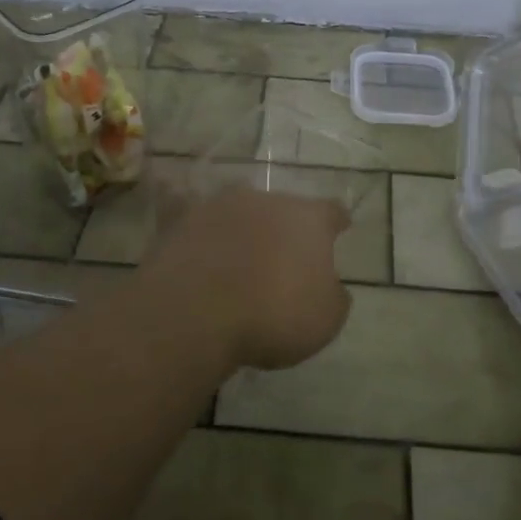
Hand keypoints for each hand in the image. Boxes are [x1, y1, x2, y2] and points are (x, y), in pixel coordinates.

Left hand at [143, 187, 352, 370]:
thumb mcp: (326, 319)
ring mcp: (221, 206)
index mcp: (309, 219)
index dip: (336, 223)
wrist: (196, 312)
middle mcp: (267, 200)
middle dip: (285, 229)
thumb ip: (333, 295)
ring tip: (240, 263)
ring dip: (244, 232)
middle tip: (283, 260)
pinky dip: (203, 236)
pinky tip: (201, 254)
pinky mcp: (182, 221)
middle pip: (283, 209)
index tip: (339, 230)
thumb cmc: (274, 314)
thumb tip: (329, 286)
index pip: (332, 211)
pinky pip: (197, 223)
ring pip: (241, 214)